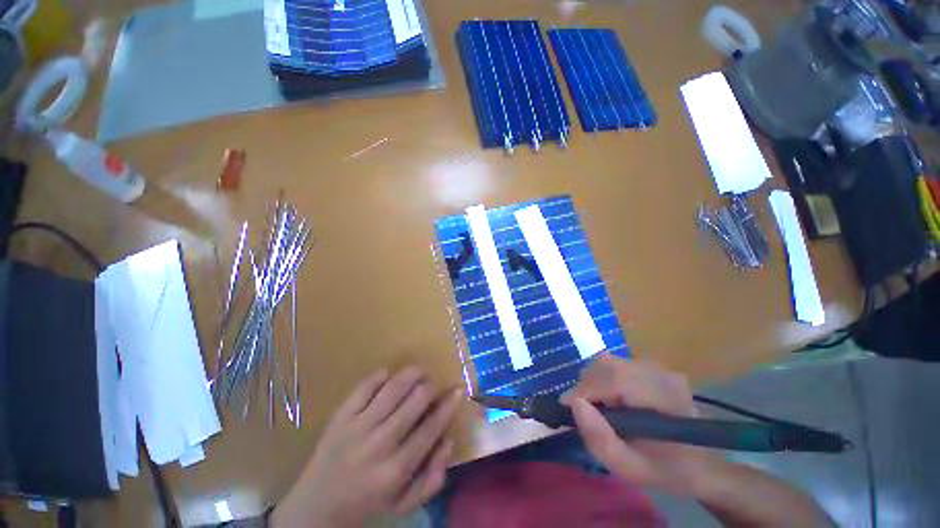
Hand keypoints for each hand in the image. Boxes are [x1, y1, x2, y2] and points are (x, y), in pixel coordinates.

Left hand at [271, 367, 463, 527]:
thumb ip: (433, 477)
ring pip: (393, 388)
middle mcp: (379, 444)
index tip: (457, 390)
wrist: (315, 508)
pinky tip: (388, 375)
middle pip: (415, 401)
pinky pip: (364, 387)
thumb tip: (449, 440)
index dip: (448, 405)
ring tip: (419, 371)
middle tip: (434, 384)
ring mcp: (357, 427)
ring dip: (411, 374)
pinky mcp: (340, 417)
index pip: (431, 427)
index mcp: (396, 469)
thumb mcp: (404, 504)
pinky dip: (380, 376)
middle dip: (431, 386)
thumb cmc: (366, 505)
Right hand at [561, 353, 726, 496]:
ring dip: (594, 381)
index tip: (566, 407)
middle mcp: (659, 373)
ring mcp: (657, 367)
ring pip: (608, 362)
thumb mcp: (629, 468)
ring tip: (598, 406)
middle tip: (583, 410)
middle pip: (607, 365)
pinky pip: (616, 365)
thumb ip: (600, 439)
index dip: (585, 390)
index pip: (613, 379)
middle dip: (587, 385)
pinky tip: (611, 400)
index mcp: (662, 397)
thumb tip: (575, 404)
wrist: (702, 464)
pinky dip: (603, 379)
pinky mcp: (652, 367)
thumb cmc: (666, 470)